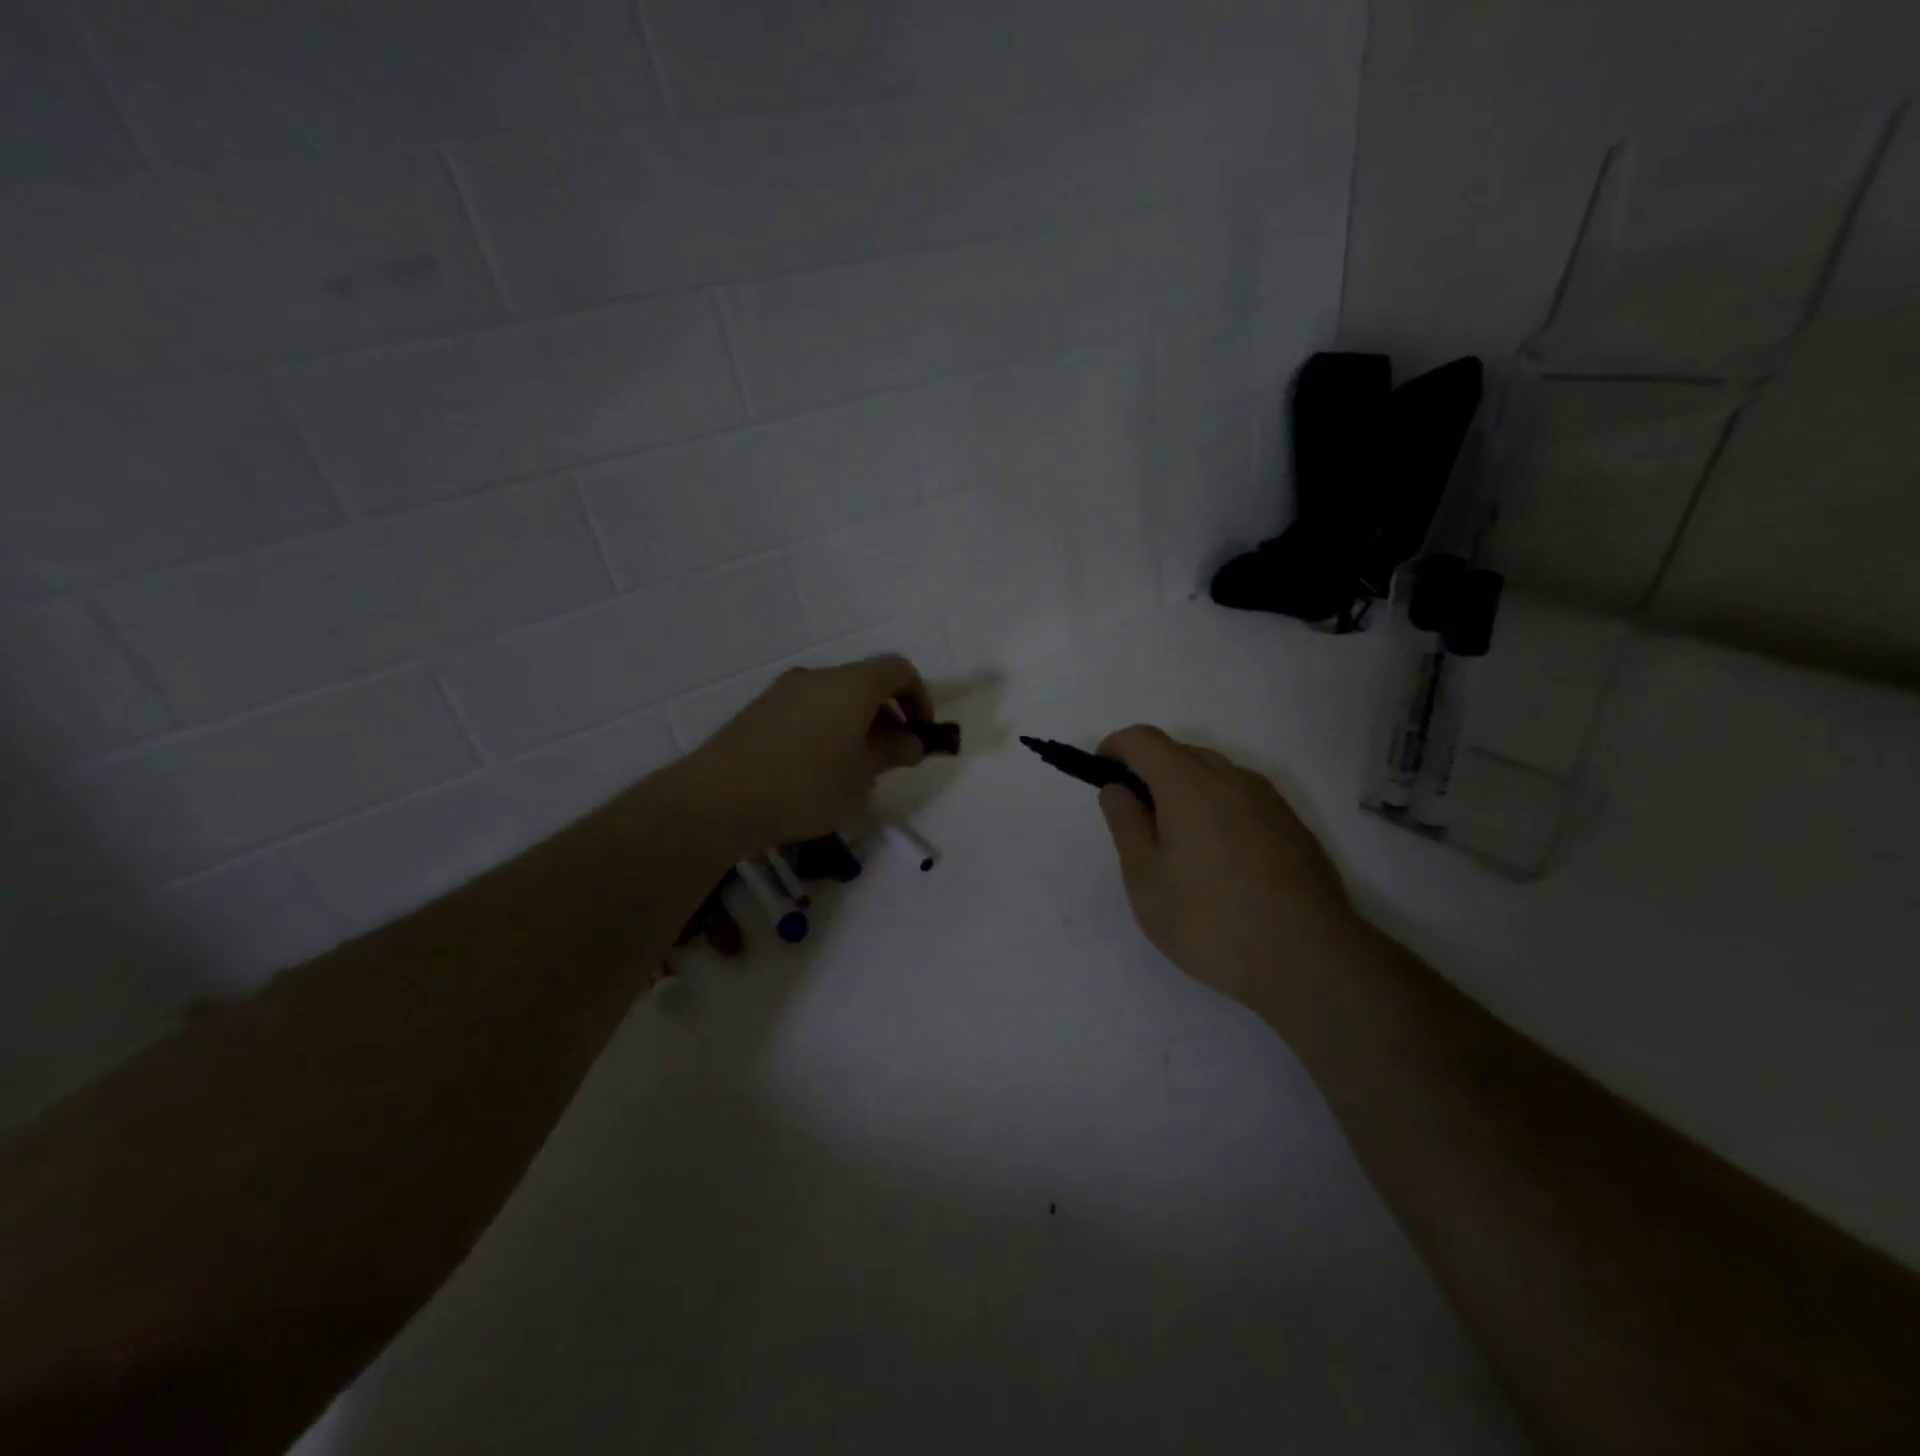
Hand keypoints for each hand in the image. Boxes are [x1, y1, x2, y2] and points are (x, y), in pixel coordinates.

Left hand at [676, 655, 932, 856]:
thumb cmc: (806, 786)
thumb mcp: (862, 776)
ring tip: (853, 771)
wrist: (718, 799)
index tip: (920, 733)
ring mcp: (783, 691)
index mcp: (850, 685)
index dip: (919, 697)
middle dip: (887, 716)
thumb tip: (912, 742)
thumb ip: (893, 753)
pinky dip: (826, 729)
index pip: (898, 670)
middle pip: (865, 683)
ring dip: (856, 725)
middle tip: (890, 758)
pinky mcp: (759, 711)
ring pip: (834, 699)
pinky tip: (815, 772)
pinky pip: (807, 711)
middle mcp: (817, 676)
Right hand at [1095, 725, 1359, 1015]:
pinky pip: (1242, 798)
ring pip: (1215, 774)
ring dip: (1185, 790)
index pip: (1143, 739)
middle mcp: (1231, 778)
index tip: (1101, 774)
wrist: (1308, 959)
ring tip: (1177, 843)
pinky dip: (1217, 808)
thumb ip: (1126, 824)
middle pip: (1181, 752)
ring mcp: (1268, 800)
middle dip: (1149, 771)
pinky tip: (1219, 858)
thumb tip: (1117, 788)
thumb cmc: (1210, 920)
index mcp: (1189, 784)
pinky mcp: (1292, 825)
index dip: (1115, 747)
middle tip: (1136, 819)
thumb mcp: (1146, 879)